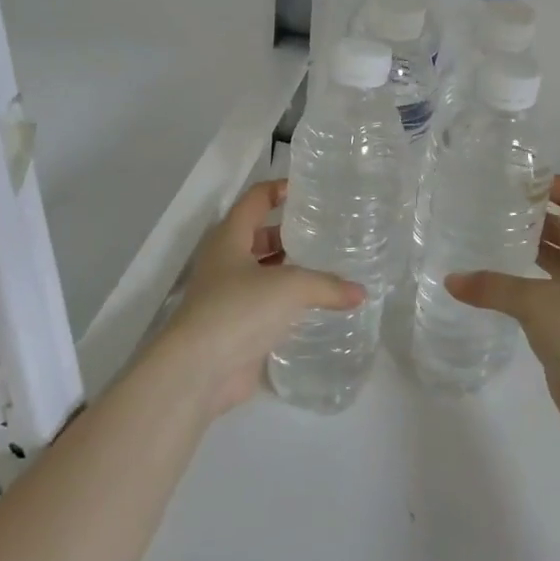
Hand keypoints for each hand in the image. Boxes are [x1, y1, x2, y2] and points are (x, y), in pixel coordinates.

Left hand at [156, 179, 363, 417]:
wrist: (198, 371)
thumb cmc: (238, 310)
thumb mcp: (289, 287)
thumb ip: (327, 285)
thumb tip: (361, 293)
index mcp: (230, 238)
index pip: (255, 200)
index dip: (278, 189)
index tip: (307, 190)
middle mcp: (226, 262)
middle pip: (259, 236)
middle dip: (290, 234)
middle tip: (327, 234)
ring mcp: (229, 296)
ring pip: (264, 272)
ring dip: (290, 270)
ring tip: (329, 268)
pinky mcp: (236, 327)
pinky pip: (266, 305)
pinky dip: (288, 303)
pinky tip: (316, 307)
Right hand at [446, 176, 559, 437]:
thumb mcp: (535, 304)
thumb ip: (492, 287)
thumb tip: (450, 280)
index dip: (549, 184)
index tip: (512, 180)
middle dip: (530, 213)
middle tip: (488, 205)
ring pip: (554, 255)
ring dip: (526, 244)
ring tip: (486, 234)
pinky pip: (546, 283)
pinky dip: (524, 275)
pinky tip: (494, 277)